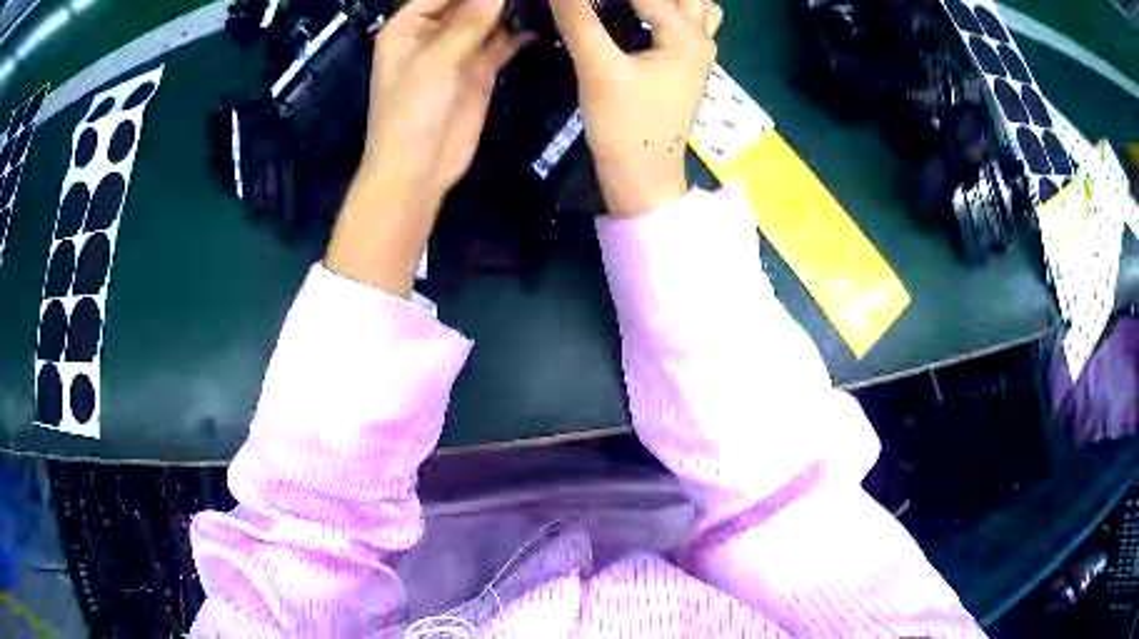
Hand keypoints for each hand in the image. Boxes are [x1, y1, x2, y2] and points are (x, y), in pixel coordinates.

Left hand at [326, 0, 526, 296]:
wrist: (418, 170)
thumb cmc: (412, 110)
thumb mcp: (437, 59)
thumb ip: (471, 20)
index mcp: (408, 26)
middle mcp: (432, 33)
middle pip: (466, 2)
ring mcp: (457, 52)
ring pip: (487, 20)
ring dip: (509, 9)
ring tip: (538, 1)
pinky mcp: (478, 72)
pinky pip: (501, 45)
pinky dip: (517, 36)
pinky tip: (538, 25)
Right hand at [551, 0, 722, 217]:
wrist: (643, 177)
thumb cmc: (625, 125)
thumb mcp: (598, 69)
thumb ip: (579, 21)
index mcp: (686, 36)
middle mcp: (701, 39)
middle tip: (613, 3)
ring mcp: (698, 54)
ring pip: (696, 7)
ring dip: (673, 1)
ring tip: (636, 6)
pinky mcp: (687, 67)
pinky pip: (691, 24)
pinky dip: (674, 11)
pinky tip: (645, 14)